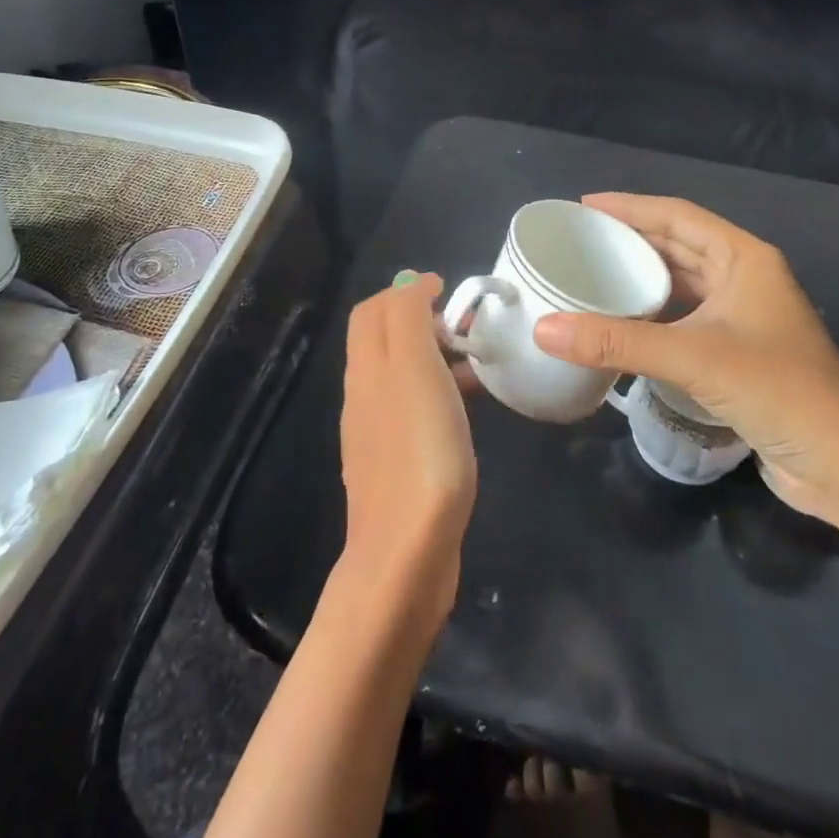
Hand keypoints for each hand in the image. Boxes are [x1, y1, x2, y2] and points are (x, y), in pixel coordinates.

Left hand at [338, 272, 477, 628]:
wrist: (407, 553)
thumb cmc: (419, 449)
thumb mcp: (413, 366)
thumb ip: (407, 317)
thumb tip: (411, 285)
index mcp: (366, 368)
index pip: (372, 310)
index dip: (406, 291)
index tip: (449, 292)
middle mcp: (363, 395)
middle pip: (383, 340)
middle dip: (420, 321)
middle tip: (466, 329)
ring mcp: (377, 434)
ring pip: (401, 375)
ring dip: (433, 358)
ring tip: (475, 365)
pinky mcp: (397, 465)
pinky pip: (413, 411)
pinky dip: (437, 394)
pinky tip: (466, 413)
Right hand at [531, 194, 838, 524]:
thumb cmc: (779, 390)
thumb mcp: (693, 357)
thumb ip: (617, 342)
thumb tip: (543, 328)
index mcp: (744, 259)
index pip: (678, 216)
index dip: (630, 207)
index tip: (584, 207)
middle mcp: (745, 280)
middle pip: (679, 246)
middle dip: (632, 240)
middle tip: (580, 242)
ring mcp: (744, 319)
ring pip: (683, 285)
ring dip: (642, 279)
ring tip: (592, 276)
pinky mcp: (739, 355)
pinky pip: (685, 320)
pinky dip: (653, 317)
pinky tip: (622, 326)